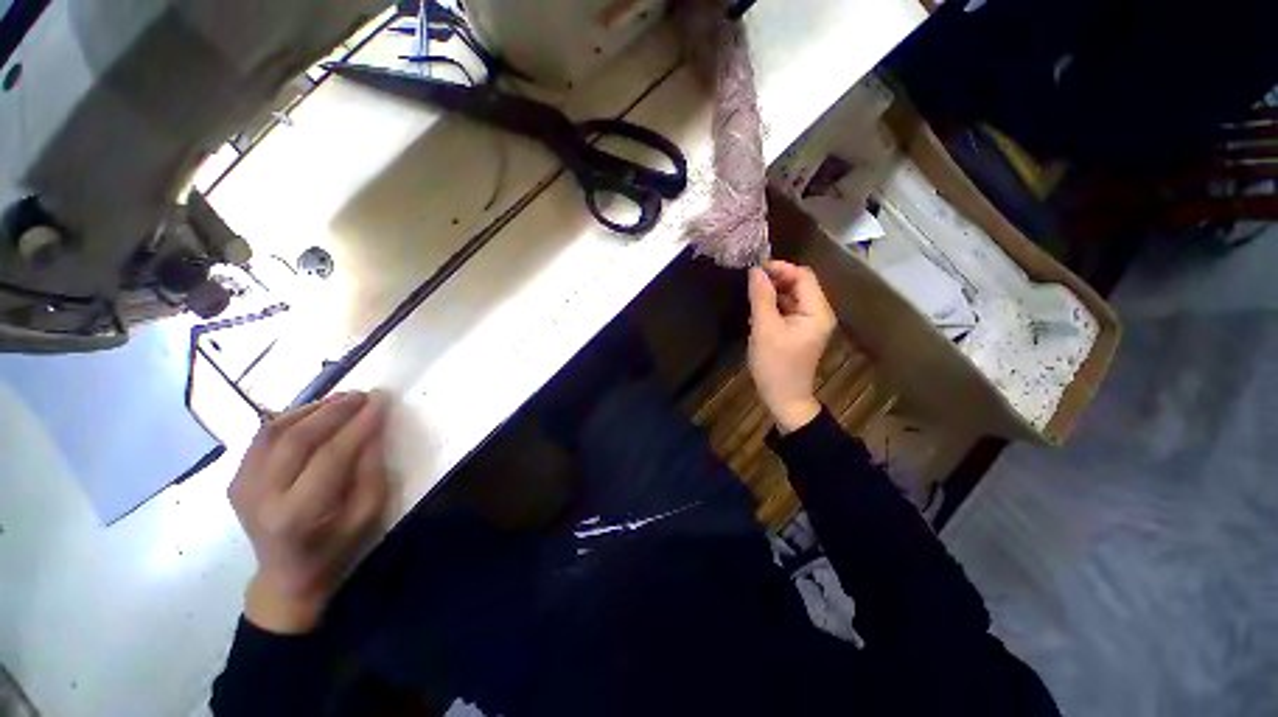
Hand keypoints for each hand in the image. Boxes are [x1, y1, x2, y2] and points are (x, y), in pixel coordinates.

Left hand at [228, 391, 390, 633]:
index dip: (358, 426)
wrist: (286, 574)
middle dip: (334, 410)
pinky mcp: (235, 480)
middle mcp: (261, 498)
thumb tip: (373, 427)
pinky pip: (262, 437)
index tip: (381, 401)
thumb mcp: (368, 513)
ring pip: (273, 432)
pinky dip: (290, 419)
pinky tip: (314, 413)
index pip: (329, 457)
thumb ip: (371, 470)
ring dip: (311, 409)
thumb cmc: (337, 546)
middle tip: (363, 394)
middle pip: (296, 440)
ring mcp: (242, 488)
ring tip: (342, 398)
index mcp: (298, 515)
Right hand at [748, 260, 836, 433]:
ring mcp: (808, 323)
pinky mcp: (798, 332)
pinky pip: (786, 310)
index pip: (803, 276)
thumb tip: (755, 271)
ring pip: (790, 297)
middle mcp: (817, 313)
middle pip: (798, 285)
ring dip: (772, 293)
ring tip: (750, 294)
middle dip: (775, 280)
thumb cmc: (776, 366)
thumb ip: (761, 298)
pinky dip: (772, 306)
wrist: (784, 399)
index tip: (755, 268)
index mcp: (817, 312)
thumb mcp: (765, 330)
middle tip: (749, 281)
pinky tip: (756, 310)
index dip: (780, 268)